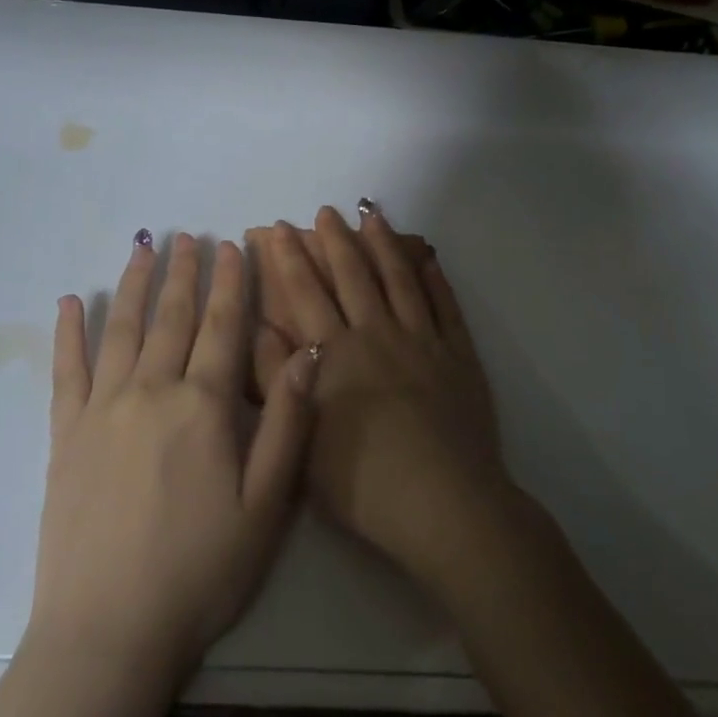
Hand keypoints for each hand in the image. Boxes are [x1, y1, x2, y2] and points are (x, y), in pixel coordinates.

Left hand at [31, 233, 315, 686]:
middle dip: (184, 271)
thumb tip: (307, 356)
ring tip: (144, 247)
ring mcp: (102, 409)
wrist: (108, 633)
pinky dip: (69, 332)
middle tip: (190, 235)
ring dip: (135, 284)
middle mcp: (150, 391)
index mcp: (202, 405)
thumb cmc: (201, 571)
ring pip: (122, 329)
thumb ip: (287, 424)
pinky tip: (70, 300)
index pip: (222, 325)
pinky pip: (67, 370)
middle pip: (171, 316)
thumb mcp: (267, 506)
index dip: (230, 282)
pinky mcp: (66, 435)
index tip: (232, 245)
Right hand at [256, 207, 507, 587]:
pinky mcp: (459, 355)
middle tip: (326, 211)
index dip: (289, 258)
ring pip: (399, 279)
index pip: (305, 293)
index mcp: (336, 354)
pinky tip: (427, 257)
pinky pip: (446, 305)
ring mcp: (423, 341)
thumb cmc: (363, 483)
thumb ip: (276, 379)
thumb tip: (258, 327)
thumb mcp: (300, 437)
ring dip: (383, 244)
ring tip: (372, 214)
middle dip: (335, 240)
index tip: (278, 229)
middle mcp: (377, 334)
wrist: (444, 505)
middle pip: (352, 275)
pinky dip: (435, 277)